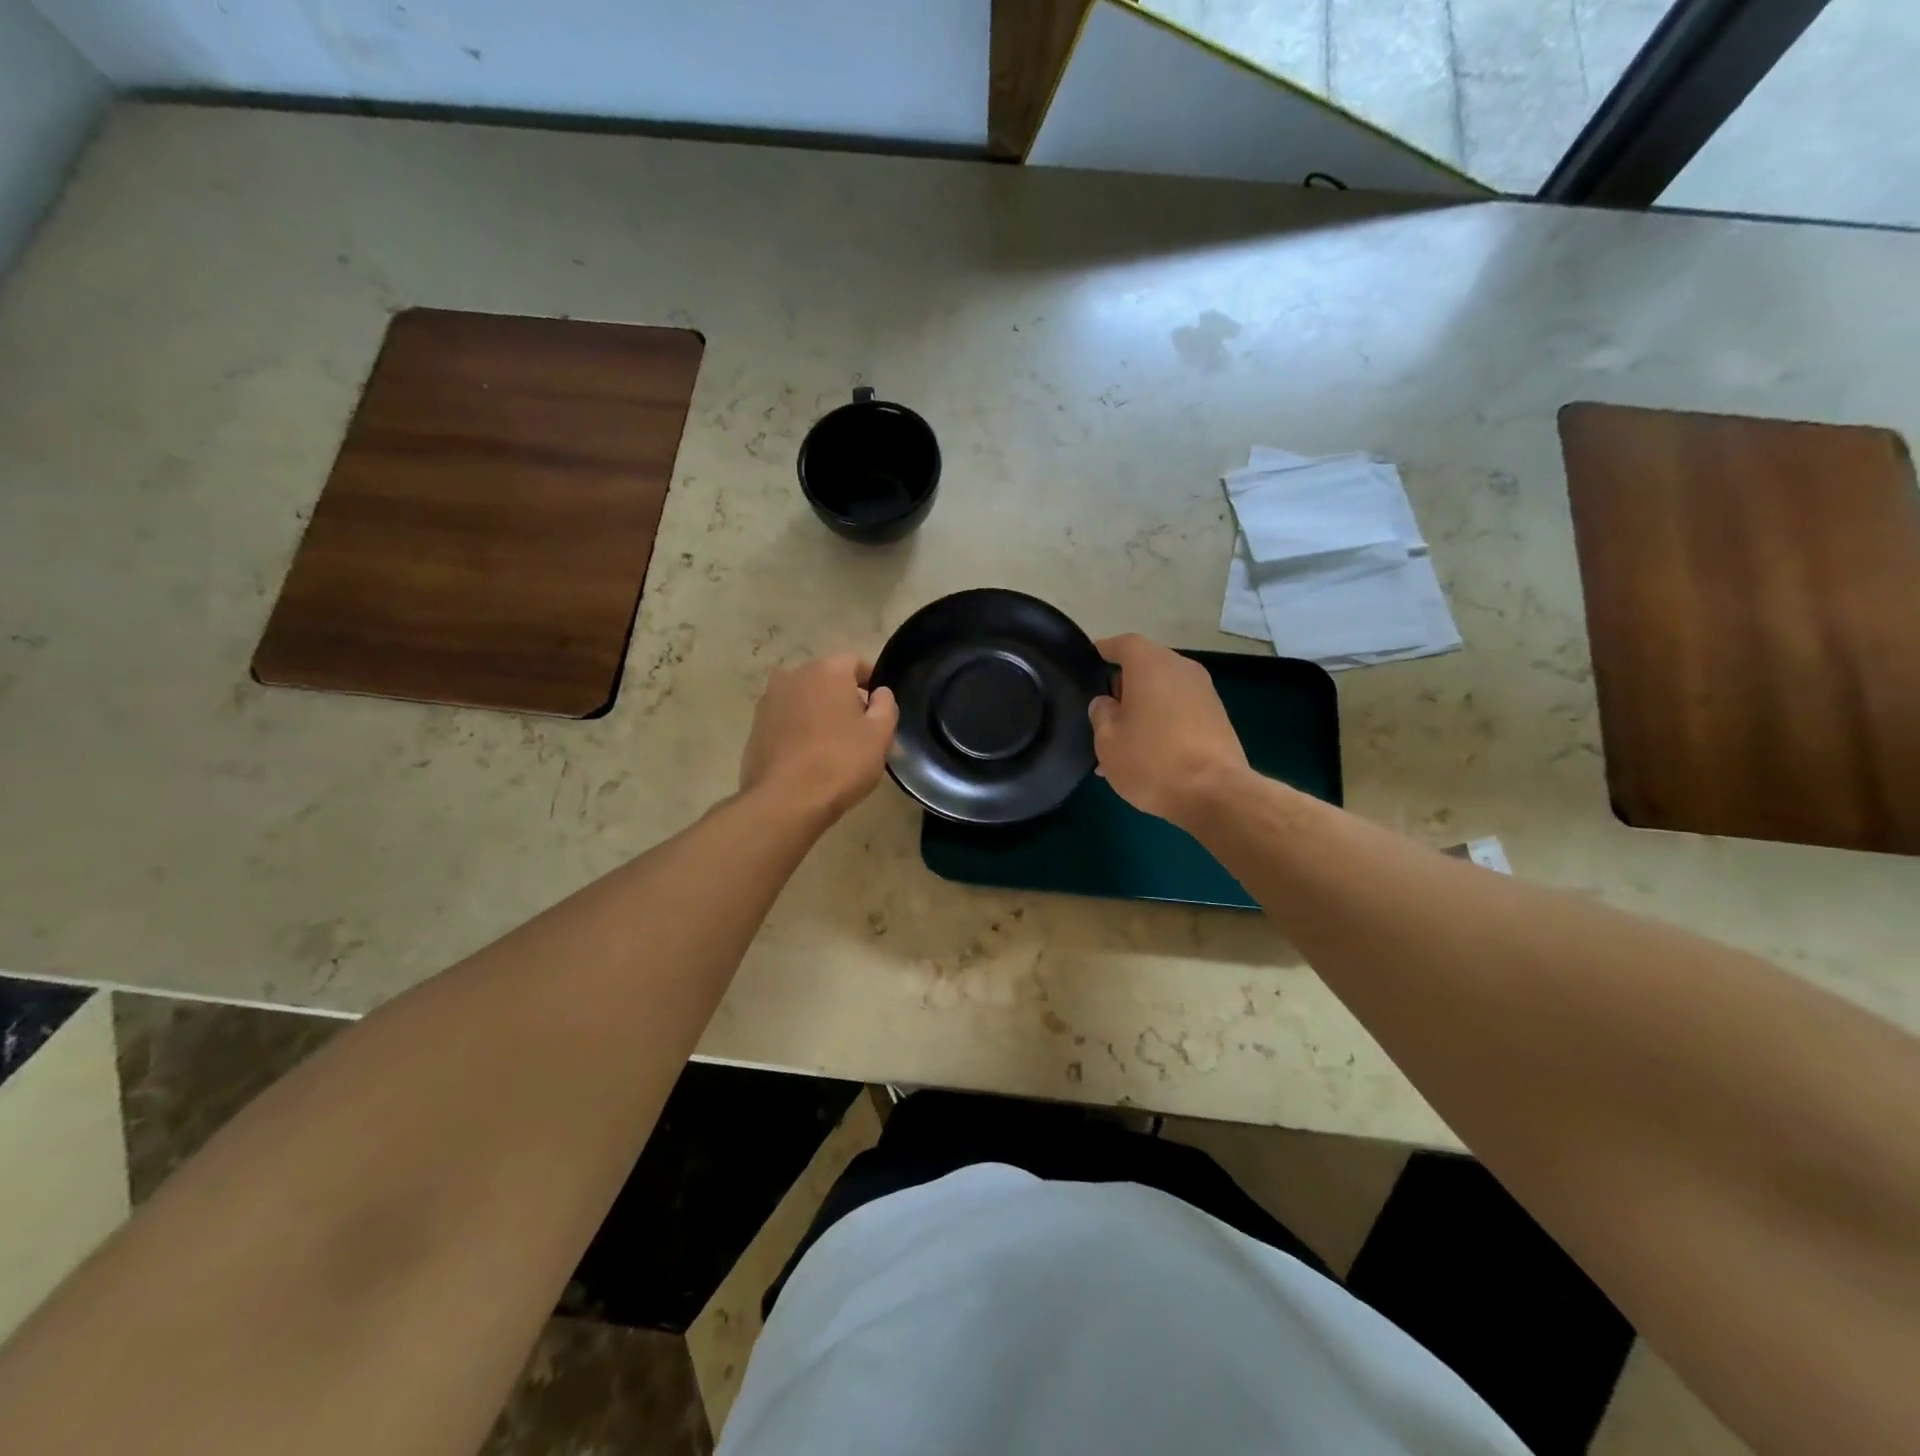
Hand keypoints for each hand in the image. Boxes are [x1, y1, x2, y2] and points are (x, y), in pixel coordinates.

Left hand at [740, 654, 898, 822]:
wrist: (785, 801)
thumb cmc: (840, 762)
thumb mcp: (880, 735)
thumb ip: (886, 705)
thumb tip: (879, 693)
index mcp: (827, 671)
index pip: (854, 663)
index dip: (870, 680)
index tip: (879, 704)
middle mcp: (793, 676)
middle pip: (826, 678)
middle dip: (842, 696)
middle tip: (858, 726)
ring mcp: (769, 701)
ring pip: (803, 698)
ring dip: (817, 711)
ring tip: (831, 742)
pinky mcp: (754, 727)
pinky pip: (785, 719)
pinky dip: (797, 728)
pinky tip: (807, 755)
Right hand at [1089, 634, 1248, 828]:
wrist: (1216, 793)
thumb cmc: (1152, 760)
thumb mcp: (1107, 740)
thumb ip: (1101, 713)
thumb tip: (1107, 703)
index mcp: (1151, 665)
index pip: (1123, 644)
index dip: (1104, 650)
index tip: (1089, 661)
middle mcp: (1181, 669)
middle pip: (1145, 667)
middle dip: (1122, 686)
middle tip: (1102, 714)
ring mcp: (1204, 693)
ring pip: (1163, 692)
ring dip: (1142, 709)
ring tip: (1122, 743)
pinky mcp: (1217, 718)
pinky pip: (1179, 710)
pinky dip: (1161, 722)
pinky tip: (1147, 754)